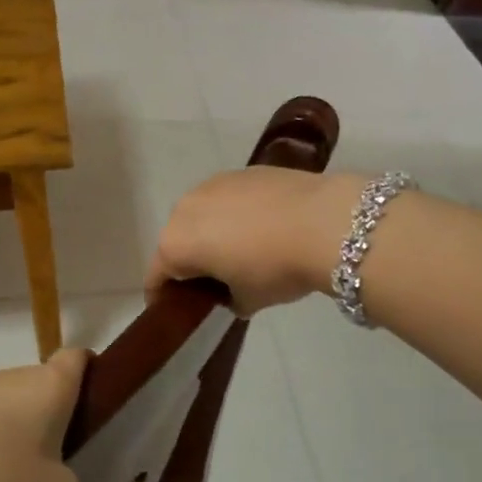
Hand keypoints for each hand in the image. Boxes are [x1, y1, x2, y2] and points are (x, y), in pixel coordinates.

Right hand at [148, 168, 365, 314]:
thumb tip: (231, 293)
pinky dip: (235, 214)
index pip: (157, 277)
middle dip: (189, 262)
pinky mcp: (242, 171)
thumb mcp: (248, 300)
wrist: (324, 221)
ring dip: (211, 234)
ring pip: (201, 215)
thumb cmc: (274, 268)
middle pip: (176, 241)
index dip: (163, 297)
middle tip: (212, 282)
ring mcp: (213, 184)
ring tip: (239, 251)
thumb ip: (228, 299)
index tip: (176, 309)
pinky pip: (228, 199)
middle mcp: (184, 208)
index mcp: (175, 244)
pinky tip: (262, 228)